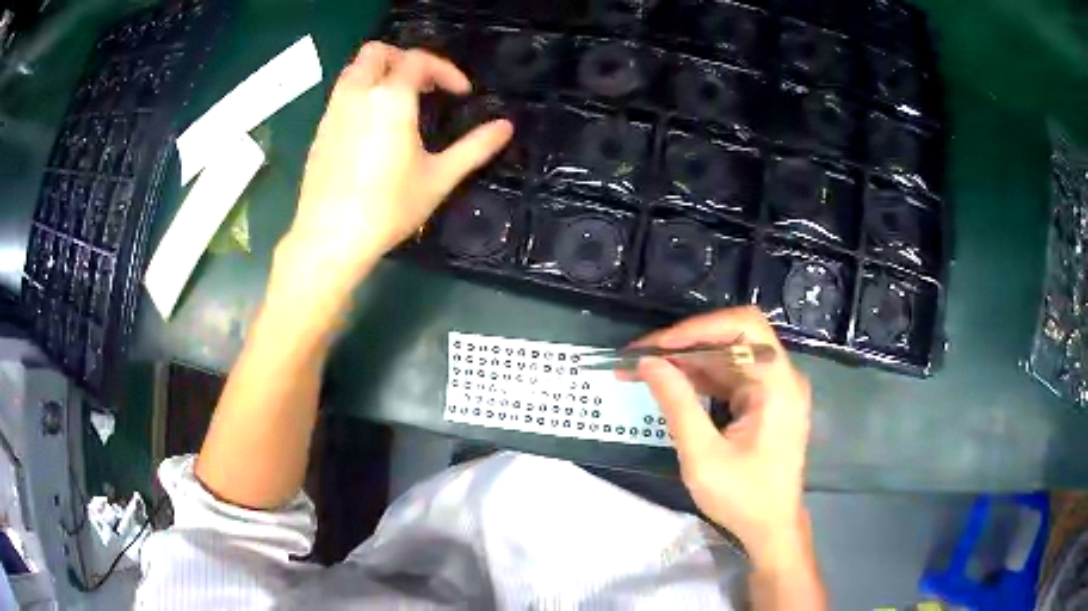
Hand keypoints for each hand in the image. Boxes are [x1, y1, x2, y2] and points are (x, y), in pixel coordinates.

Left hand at [278, 42, 512, 296]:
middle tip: (424, 85)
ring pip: (354, 70)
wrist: (330, 237)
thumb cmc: (388, 208)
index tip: (461, 93)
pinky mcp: (320, 131)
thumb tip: (506, 127)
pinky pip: (342, 94)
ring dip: (380, 74)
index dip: (445, 70)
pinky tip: (373, 128)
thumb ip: (474, 148)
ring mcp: (333, 111)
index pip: (418, 61)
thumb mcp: (438, 178)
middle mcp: (357, 94)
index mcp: (390, 98)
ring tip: (400, 103)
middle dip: (404, 59)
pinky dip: (362, 94)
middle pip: (377, 52)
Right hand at [624, 307, 811, 567]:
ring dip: (685, 362)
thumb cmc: (743, 498)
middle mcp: (781, 377)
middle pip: (732, 339)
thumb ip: (677, 404)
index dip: (698, 328)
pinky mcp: (764, 402)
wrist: (771, 529)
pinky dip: (698, 379)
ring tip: (642, 371)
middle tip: (638, 359)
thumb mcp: (703, 456)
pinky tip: (669, 386)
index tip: (657, 347)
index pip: (744, 327)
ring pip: (726, 357)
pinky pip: (729, 377)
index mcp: (778, 384)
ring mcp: (774, 389)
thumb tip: (648, 363)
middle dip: (683, 346)